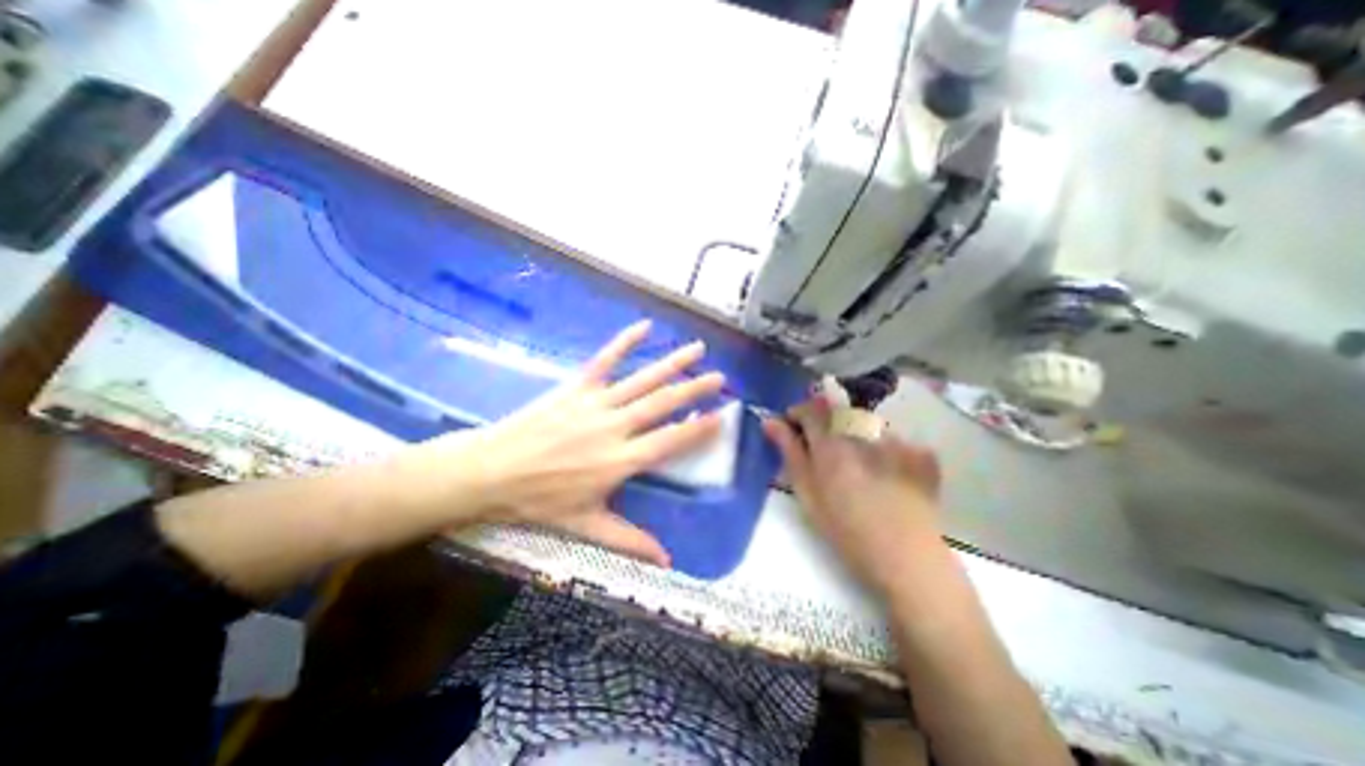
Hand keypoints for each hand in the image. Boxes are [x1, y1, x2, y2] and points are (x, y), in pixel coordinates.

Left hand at [401, 319, 722, 564]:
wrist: (491, 471)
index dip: (698, 428)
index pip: (670, 441)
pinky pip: (605, 360)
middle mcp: (616, 427)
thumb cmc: (539, 501)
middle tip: (720, 377)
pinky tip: (644, 326)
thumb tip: (667, 562)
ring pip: (642, 379)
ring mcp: (596, 403)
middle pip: (663, 404)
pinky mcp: (576, 387)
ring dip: (672, 363)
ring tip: (697, 349)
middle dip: (695, 389)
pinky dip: (625, 342)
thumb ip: (630, 540)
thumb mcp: (586, 526)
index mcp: (621, 461)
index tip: (721, 415)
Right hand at [762, 394, 944, 599]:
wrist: (907, 561)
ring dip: (856, 438)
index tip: (794, 430)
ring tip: (861, 471)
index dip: (798, 414)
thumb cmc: (846, 531)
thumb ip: (789, 452)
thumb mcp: (807, 494)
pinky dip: (886, 451)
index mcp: (831, 443)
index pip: (810, 408)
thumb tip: (770, 421)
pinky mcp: (921, 452)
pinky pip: (894, 439)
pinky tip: (888, 477)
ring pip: (866, 426)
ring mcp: (897, 440)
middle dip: (827, 427)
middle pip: (838, 414)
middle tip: (826, 456)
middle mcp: (863, 432)